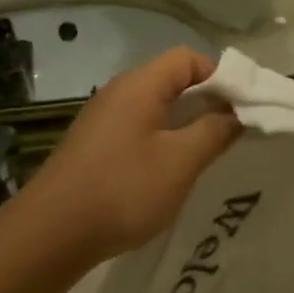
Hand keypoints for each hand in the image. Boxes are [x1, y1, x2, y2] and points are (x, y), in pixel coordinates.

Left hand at [19, 47, 239, 261]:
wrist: (52, 233)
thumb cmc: (123, 190)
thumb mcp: (180, 161)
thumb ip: (214, 132)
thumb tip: (236, 113)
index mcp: (140, 85)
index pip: (188, 58)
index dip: (220, 77)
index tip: (241, 109)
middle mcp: (118, 93)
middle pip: (171, 81)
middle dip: (206, 103)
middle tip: (231, 134)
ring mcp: (102, 120)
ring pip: (155, 108)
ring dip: (184, 126)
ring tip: (206, 155)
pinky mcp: (94, 146)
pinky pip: (138, 130)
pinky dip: (161, 142)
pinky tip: (170, 173)